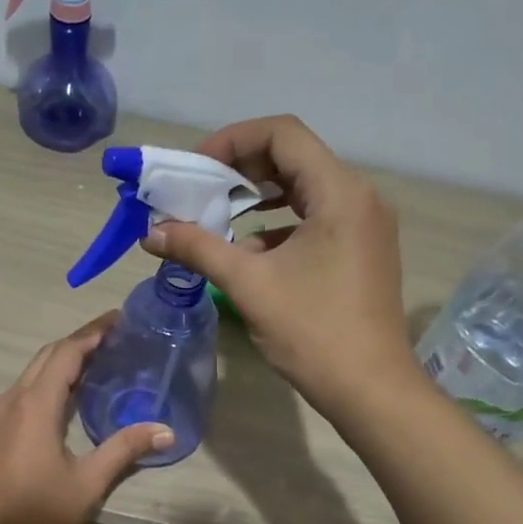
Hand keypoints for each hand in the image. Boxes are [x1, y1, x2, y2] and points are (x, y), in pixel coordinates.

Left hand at [0, 315, 173, 523]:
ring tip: (97, 362)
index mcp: (35, 404)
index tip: (118, 320)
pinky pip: (24, 391)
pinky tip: (68, 397)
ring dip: (63, 361)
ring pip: (33, 373)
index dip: (92, 333)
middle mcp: (12, 400)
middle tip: (114, 338)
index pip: (66, 353)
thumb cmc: (38, 513)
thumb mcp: (89, 482)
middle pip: (47, 356)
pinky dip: (49, 381)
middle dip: (79, 342)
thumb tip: (167, 430)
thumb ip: (125, 449)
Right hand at [141, 115, 416, 421]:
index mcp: (339, 192)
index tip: (196, 169)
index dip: (232, 140)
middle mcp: (359, 196)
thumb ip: (198, 248)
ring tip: (217, 215)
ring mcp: (366, 224)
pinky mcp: (363, 249)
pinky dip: (280, 223)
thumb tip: (151, 232)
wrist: (371, 391)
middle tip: (199, 191)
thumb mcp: (249, 285)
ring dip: (258, 195)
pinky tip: (250, 250)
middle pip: (293, 156)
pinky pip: (316, 217)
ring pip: (305, 188)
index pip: (282, 133)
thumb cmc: (313, 333)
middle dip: (240, 168)